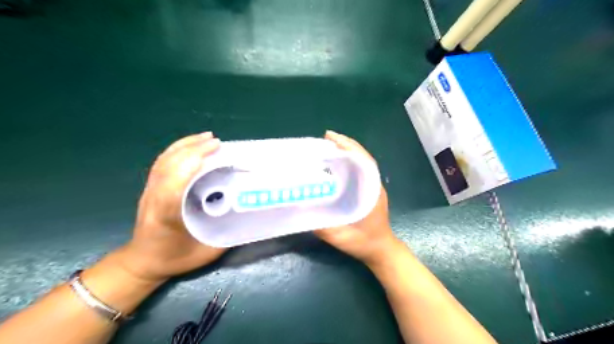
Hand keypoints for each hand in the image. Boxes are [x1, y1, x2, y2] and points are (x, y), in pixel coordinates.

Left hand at [115, 132, 224, 281]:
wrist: (142, 261)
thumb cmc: (174, 258)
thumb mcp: (205, 252)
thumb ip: (226, 235)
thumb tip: (245, 214)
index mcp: (168, 215)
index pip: (176, 183)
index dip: (194, 162)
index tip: (216, 151)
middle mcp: (155, 198)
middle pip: (170, 165)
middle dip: (194, 148)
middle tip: (218, 142)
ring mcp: (150, 191)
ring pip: (164, 160)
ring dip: (185, 145)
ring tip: (206, 137)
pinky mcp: (151, 187)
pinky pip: (162, 162)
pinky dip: (176, 149)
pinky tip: (191, 146)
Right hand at [314, 130, 400, 267]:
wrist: (381, 251)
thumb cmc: (365, 243)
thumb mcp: (342, 238)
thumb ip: (323, 227)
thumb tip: (303, 210)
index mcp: (371, 192)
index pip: (364, 162)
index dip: (349, 147)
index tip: (332, 138)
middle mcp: (374, 185)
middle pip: (362, 158)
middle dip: (346, 144)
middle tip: (326, 137)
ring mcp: (372, 188)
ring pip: (361, 163)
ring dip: (347, 151)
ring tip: (329, 145)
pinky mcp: (368, 191)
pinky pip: (359, 171)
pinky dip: (349, 162)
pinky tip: (335, 163)